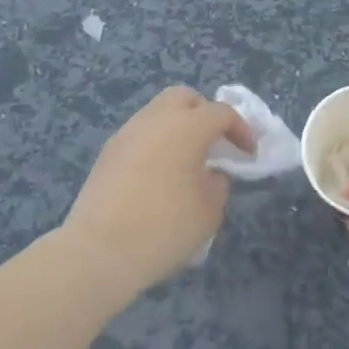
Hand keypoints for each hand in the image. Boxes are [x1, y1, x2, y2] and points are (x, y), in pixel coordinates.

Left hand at [61, 86, 253, 297]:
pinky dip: (156, 143)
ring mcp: (128, 132)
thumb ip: (218, 184)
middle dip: (204, 113)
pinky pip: (140, 134)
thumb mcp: (209, 211)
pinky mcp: (107, 152)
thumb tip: (211, 174)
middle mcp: (156, 119)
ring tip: (186, 161)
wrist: (99, 251)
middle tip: (214, 143)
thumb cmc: (165, 227)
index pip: (222, 113)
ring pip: (158, 112)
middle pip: (185, 98)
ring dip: (177, 127)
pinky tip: (159, 175)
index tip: (249, 154)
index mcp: (187, 126)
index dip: (241, 130)